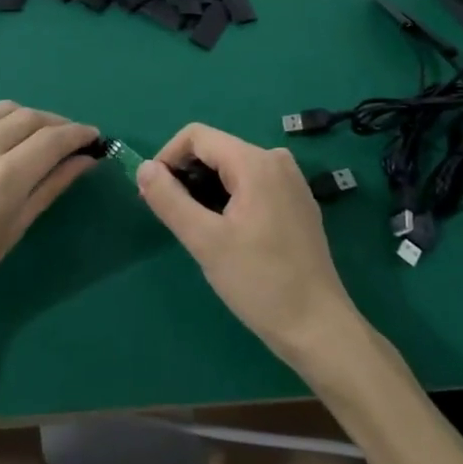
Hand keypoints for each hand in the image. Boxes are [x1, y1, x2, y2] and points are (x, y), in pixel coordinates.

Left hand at [0, 102, 99, 353]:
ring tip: (39, 139)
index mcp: (3, 179)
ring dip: (28, 119)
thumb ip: (49, 189)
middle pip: (30, 117)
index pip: (53, 138)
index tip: (95, 138)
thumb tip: (83, 161)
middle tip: (72, 141)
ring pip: (1, 111)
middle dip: (57, 124)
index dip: (79, 134)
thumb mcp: (11, 233)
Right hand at [137, 124, 362, 371]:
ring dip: (206, 189)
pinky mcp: (297, 202)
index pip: (197, 136)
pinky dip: (229, 198)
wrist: (318, 327)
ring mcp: (291, 181)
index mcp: (255, 162)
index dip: (167, 158)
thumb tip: (143, 168)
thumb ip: (169, 200)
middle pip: (216, 150)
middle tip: (170, 217)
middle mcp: (276, 160)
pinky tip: (226, 233)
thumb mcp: (205, 241)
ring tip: (196, 229)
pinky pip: (252, 184)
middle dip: (186, 175)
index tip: (153, 194)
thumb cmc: (259, 282)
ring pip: (233, 168)